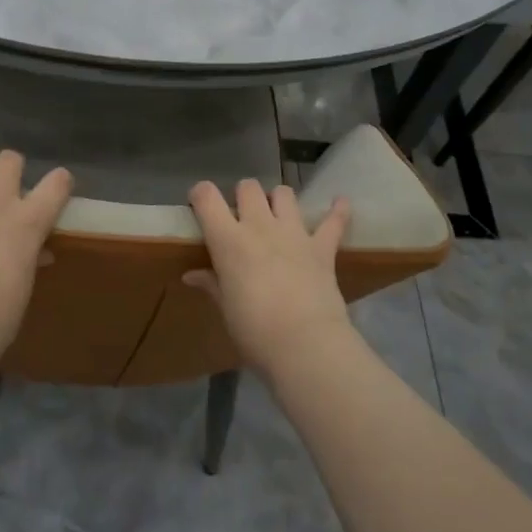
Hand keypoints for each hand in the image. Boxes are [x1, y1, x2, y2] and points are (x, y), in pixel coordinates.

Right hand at [183, 180, 352, 374]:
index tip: (199, 203)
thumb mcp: (226, 309)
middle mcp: (260, 226)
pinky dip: (338, 211)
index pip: (207, 198)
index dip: (200, 194)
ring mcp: (294, 233)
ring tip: (277, 214)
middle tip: (242, 216)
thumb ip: (212, 285)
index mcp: (229, 241)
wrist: (305, 344)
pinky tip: (340, 203)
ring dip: (278, 200)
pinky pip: (334, 221)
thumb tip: (191, 275)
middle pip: (248, 188)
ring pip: (284, 194)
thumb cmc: (255, 331)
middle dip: (243, 196)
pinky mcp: (322, 247)